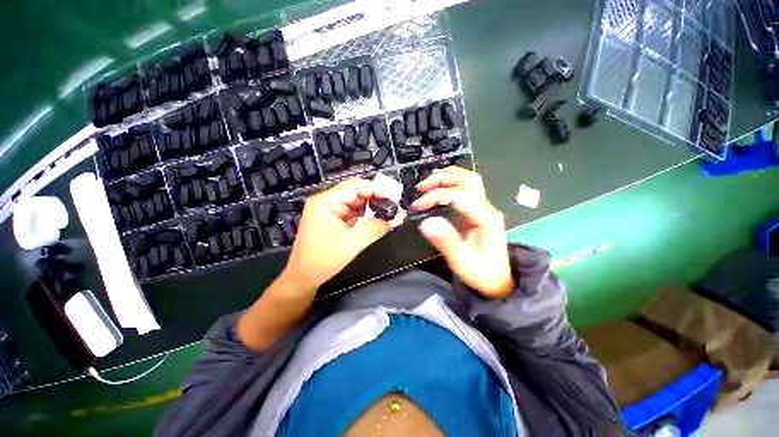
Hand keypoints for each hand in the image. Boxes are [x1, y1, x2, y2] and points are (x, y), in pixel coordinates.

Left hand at [283, 177, 389, 291]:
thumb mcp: (354, 243)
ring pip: (355, 203)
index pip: (354, 186)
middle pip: (355, 193)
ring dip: (371, 209)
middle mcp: (326, 202)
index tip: (392, 198)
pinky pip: (352, 213)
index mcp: (326, 202)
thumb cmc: (324, 259)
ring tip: (388, 215)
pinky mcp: (331, 220)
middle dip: (375, 200)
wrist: (304, 278)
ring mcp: (328, 211)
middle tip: (393, 208)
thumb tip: (396, 218)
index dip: (375, 189)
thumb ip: (376, 228)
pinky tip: (376, 221)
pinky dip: (364, 217)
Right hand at [411, 167, 513, 298]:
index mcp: (486, 218)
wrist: (498, 281)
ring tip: (427, 182)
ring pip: (469, 180)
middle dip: (442, 178)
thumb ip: (445, 241)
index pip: (458, 196)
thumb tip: (425, 223)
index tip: (417, 205)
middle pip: (467, 179)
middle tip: (421, 187)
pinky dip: (451, 182)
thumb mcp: (461, 262)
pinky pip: (466, 188)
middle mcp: (487, 208)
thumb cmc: (480, 273)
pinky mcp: (478, 211)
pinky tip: (439, 186)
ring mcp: (484, 208)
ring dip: (448, 176)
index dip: (435, 196)